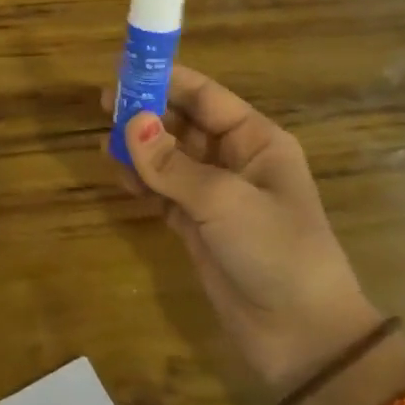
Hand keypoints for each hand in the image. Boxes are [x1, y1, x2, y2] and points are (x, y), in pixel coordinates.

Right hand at [104, 65, 373, 390]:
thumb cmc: (275, 250)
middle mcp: (235, 160)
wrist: (300, 335)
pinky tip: (118, 172)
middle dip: (147, 113)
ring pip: (169, 158)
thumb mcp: (223, 201)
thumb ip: (172, 164)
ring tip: (104, 140)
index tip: (125, 70)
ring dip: (140, 148)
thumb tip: (129, 121)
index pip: (206, 97)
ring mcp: (215, 195)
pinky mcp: (197, 226)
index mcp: (256, 140)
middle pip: (183, 124)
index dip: (166, 80)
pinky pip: (163, 191)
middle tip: (103, 105)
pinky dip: (141, 181)